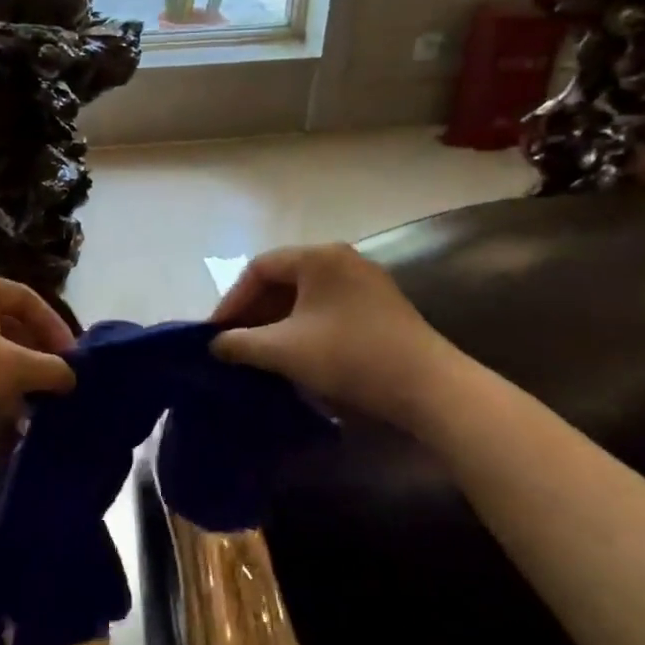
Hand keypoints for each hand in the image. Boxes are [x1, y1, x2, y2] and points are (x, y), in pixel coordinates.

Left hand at [0, 276, 76, 455]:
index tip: (72, 359)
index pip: (29, 298)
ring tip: (40, 398)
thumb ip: (51, 368)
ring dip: (21, 372)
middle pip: (12, 323)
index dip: (56, 327)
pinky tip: (14, 411)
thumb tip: (72, 377)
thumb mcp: (13, 367)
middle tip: (59, 378)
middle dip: (39, 353)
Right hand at [209, 244, 455, 417]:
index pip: (259, 268)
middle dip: (254, 312)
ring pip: (305, 296)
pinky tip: (295, 354)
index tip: (215, 333)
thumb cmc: (349, 356)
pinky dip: (302, 326)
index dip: (231, 300)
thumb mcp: (284, 350)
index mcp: (318, 257)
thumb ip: (241, 344)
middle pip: (282, 279)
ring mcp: (364, 282)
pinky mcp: (379, 307)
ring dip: (276, 321)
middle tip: (234, 343)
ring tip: (259, 352)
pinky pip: (326, 308)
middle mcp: (341, 259)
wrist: (429, 388)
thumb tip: (215, 344)